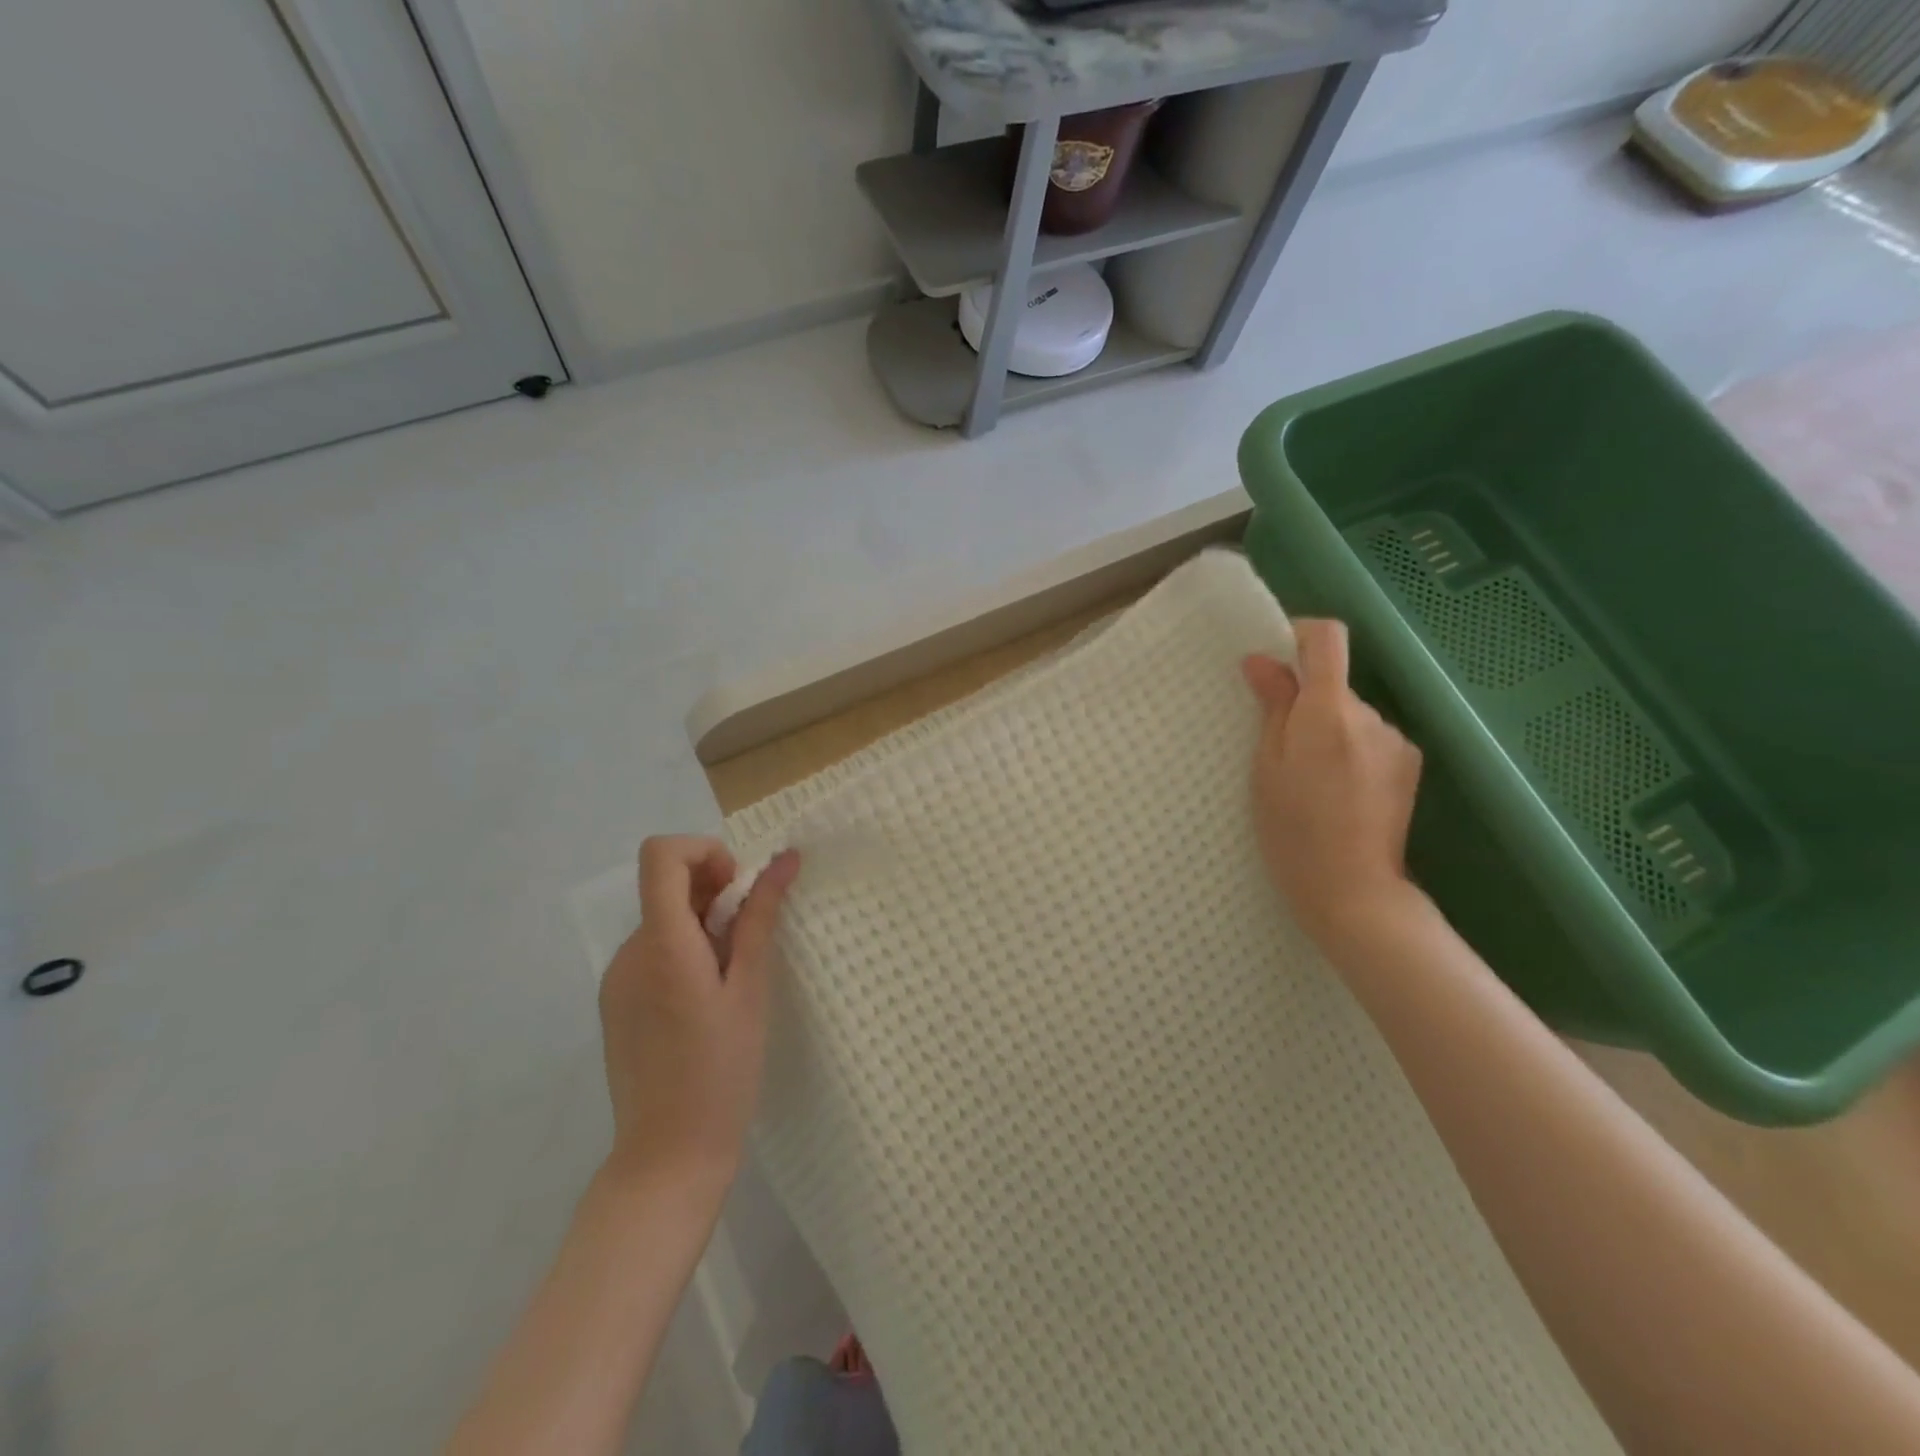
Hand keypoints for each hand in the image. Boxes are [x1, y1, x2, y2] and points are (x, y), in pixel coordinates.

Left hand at [598, 837, 799, 1194]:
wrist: (667, 1157)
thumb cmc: (722, 1071)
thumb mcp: (751, 989)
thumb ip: (760, 917)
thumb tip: (784, 860)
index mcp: (661, 944)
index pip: (661, 854)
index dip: (703, 852)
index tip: (737, 888)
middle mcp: (628, 952)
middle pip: (666, 886)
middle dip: (714, 893)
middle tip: (749, 940)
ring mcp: (617, 979)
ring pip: (663, 920)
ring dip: (703, 926)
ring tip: (732, 980)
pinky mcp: (617, 1003)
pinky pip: (653, 952)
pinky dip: (685, 952)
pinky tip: (707, 1002)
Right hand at [1241, 619, 1423, 948]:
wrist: (1352, 890)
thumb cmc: (1291, 830)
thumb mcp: (1266, 766)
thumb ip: (1272, 707)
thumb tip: (1263, 660)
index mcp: (1329, 712)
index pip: (1328, 639)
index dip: (1300, 635)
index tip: (1275, 659)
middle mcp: (1372, 716)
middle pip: (1335, 684)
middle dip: (1305, 702)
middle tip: (1278, 750)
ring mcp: (1396, 742)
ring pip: (1352, 716)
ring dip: (1329, 731)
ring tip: (1308, 780)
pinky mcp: (1409, 766)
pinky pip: (1370, 740)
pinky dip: (1349, 751)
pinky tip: (1337, 792)